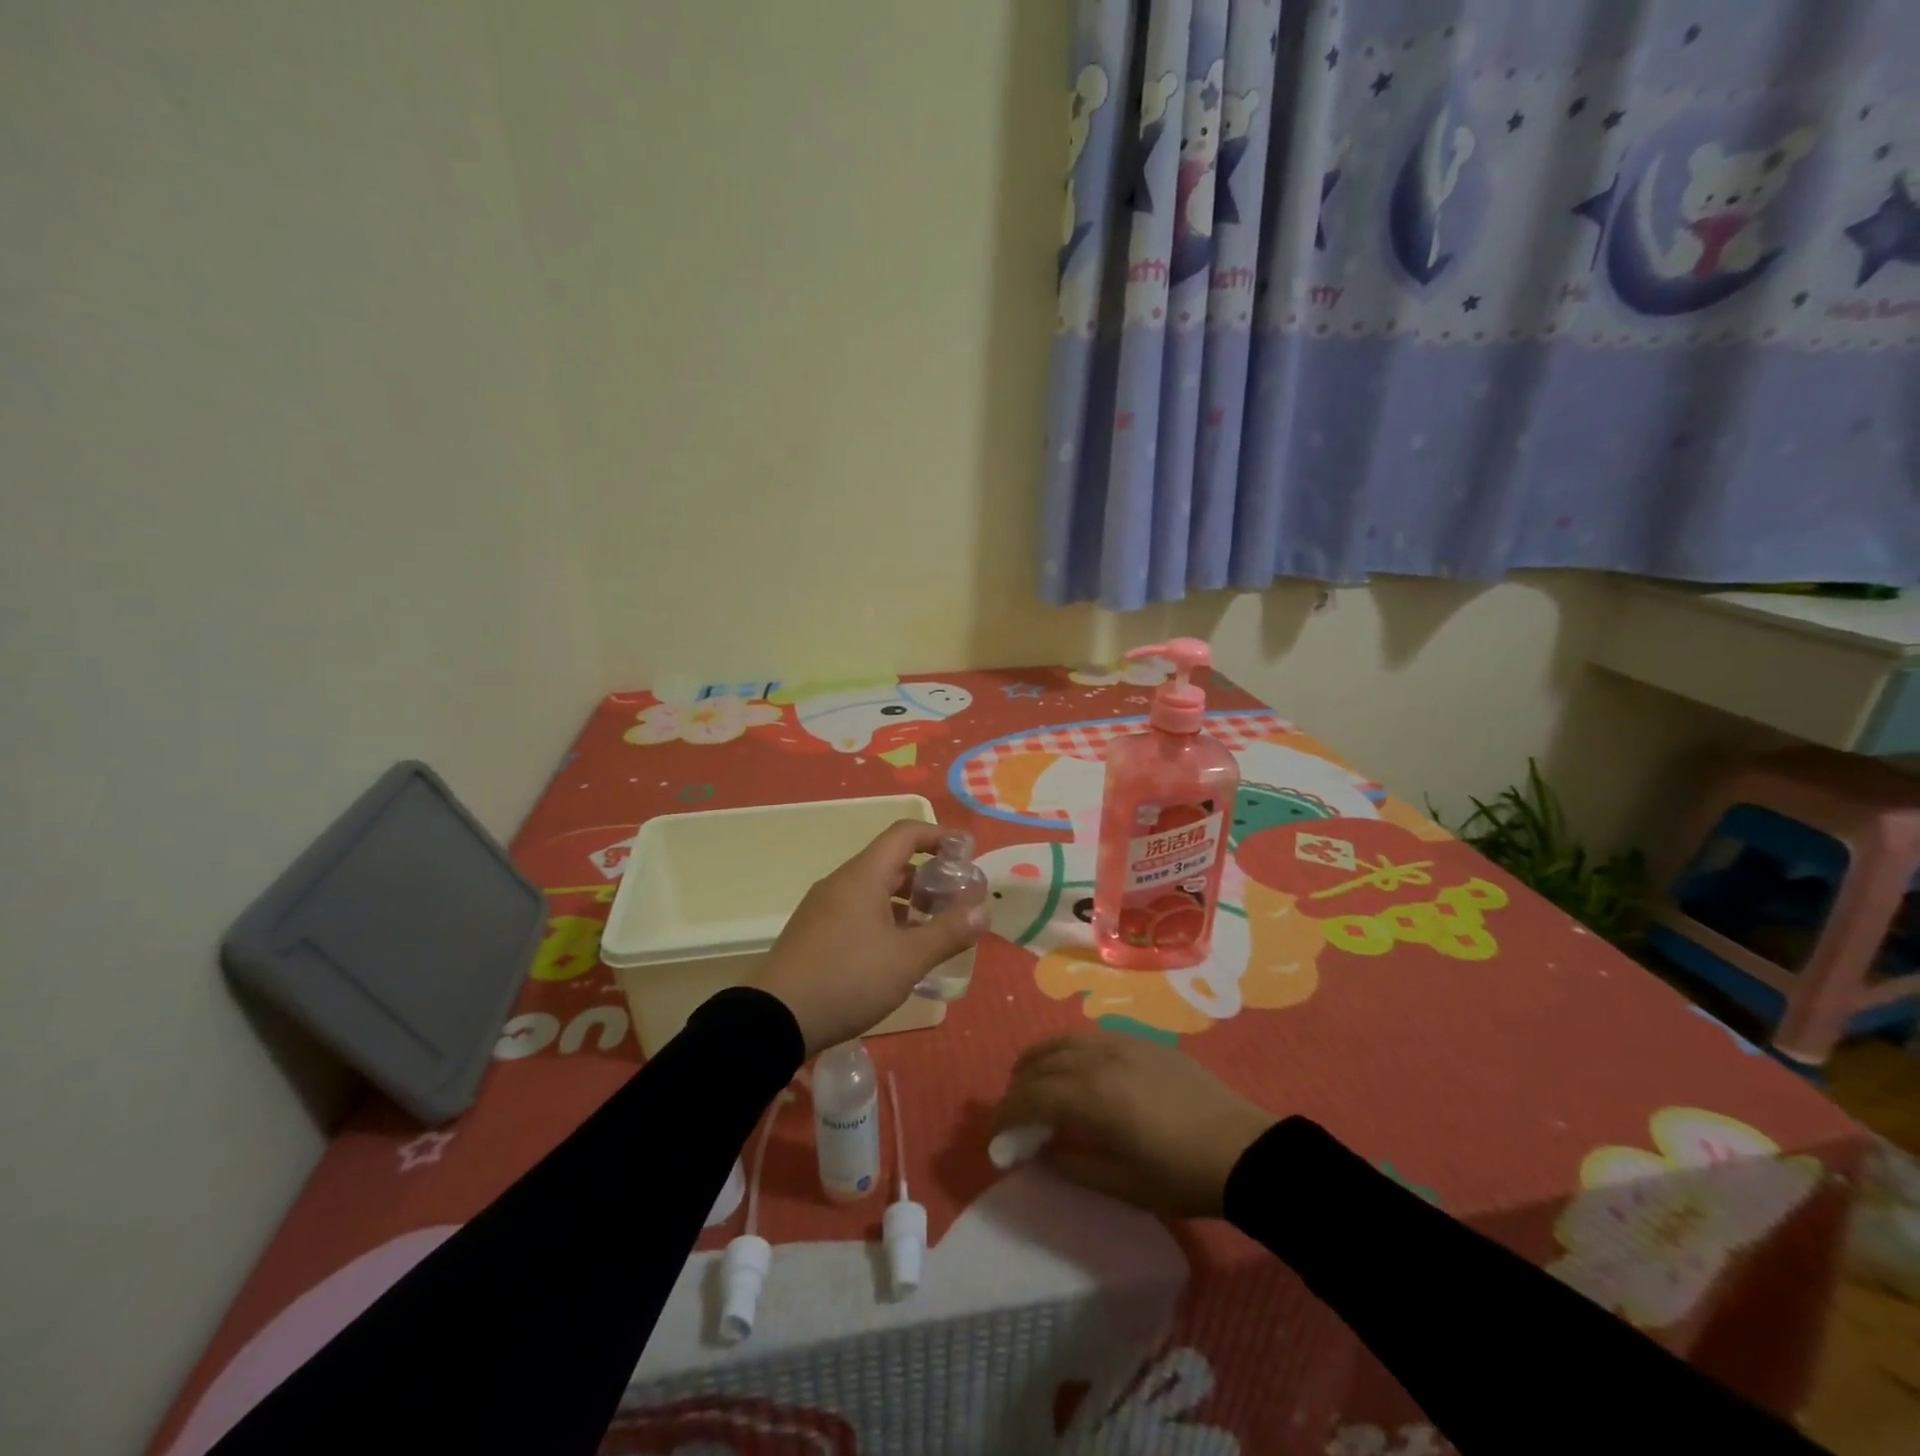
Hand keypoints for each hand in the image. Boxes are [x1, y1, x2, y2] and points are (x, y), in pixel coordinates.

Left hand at [751, 820, 988, 1056]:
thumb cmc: (848, 979)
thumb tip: (983, 911)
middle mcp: (842, 882)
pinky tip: (896, 952)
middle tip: (954, 900)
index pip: (905, 834)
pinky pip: (857, 910)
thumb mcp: (906, 959)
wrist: (774, 1019)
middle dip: (927, 876)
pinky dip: (885, 918)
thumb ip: (947, 933)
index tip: (966, 853)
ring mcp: (823, 907)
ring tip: (932, 929)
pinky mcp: (814, 932)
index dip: (938, 836)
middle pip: (891, 862)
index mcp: (864, 875)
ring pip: (873, 889)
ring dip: (906, 901)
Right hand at [995, 1035, 1275, 1217]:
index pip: (1033, 1096)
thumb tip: (1040, 1151)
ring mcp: (1122, 1044)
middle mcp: (1101, 1059)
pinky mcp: (1142, 1041)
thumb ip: (1074, 1165)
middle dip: (1019, 1085)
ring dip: (1039, 1059)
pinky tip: (1073, 1067)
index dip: (1007, 1113)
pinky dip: (1068, 1049)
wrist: (1244, 1150)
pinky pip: (1090, 1037)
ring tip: (1030, 1079)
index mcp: (1094, 1096)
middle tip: (1011, 1110)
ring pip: (1064, 1041)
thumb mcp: (1125, 1185)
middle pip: (1043, 1062)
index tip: (994, 1133)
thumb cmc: (1183, 1176)